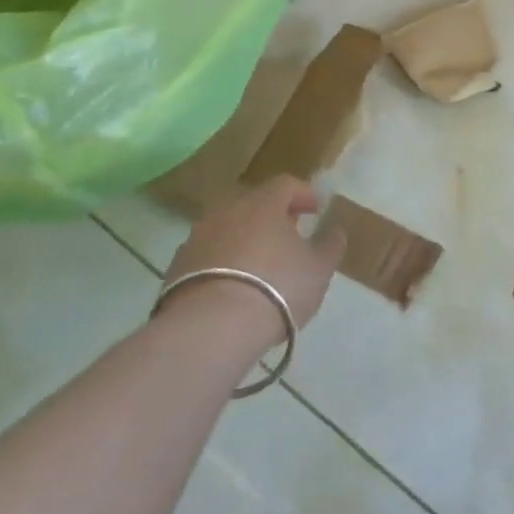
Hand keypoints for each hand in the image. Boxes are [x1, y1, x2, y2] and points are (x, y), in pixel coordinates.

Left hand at [159, 177, 343, 347]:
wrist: (211, 328)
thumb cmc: (277, 288)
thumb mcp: (318, 269)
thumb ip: (330, 245)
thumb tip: (335, 229)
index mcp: (264, 203)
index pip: (286, 184)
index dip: (304, 194)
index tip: (316, 209)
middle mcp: (227, 210)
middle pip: (253, 204)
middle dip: (272, 216)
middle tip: (288, 236)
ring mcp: (198, 237)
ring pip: (228, 229)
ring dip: (245, 240)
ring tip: (260, 266)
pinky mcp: (177, 267)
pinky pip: (208, 255)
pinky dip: (222, 263)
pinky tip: (232, 288)